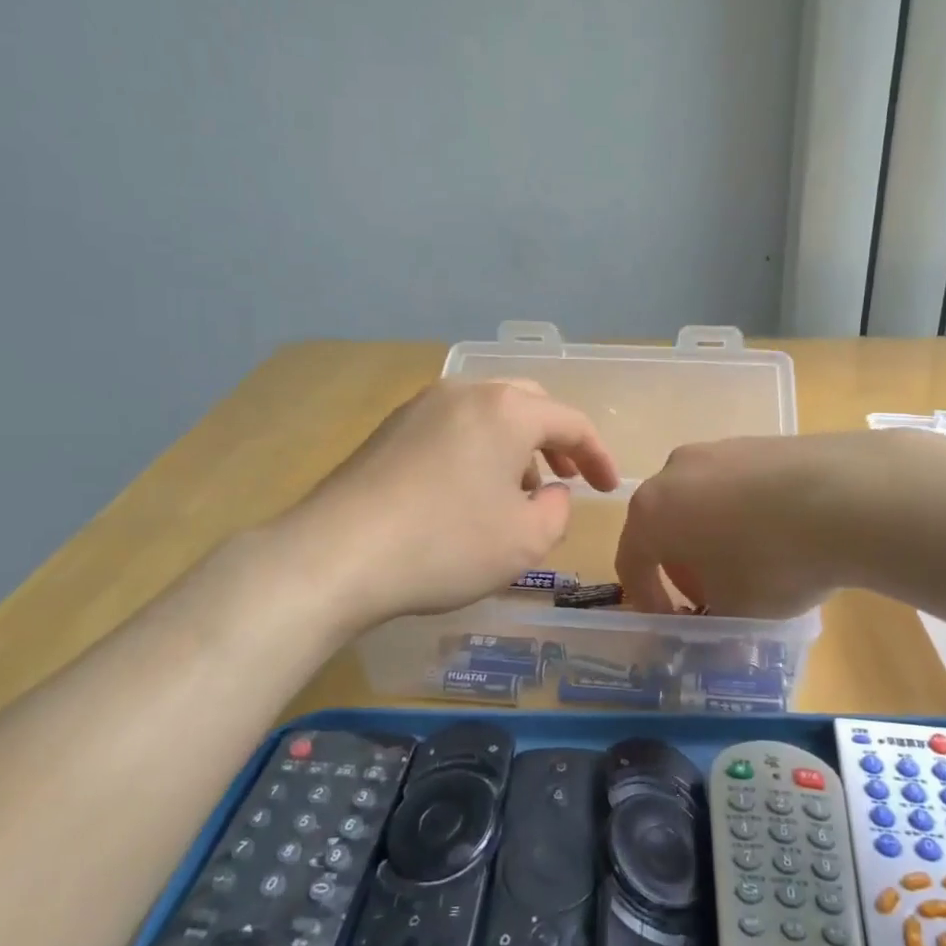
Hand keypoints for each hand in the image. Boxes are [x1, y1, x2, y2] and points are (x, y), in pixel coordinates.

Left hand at [285, 378, 618, 630]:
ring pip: (488, 413)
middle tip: (565, 479)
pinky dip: (477, 449)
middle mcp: (466, 392)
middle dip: (555, 441)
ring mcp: (422, 406)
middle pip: (528, 404)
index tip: (608, 488)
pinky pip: (452, 426)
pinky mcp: (390, 428)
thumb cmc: (445, 544)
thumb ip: (558, 511)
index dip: (597, 455)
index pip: (571, 422)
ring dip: (515, 445)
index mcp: (507, 410)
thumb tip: (553, 493)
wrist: (337, 553)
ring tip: (518, 490)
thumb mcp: (525, 541)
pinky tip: (468, 490)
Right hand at [616, 435, 858, 617]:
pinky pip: (734, 484)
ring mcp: (717, 450)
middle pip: (662, 523)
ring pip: (699, 500)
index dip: (646, 597)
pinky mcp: (756, 442)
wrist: (847, 497)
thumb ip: (713, 619)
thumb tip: (717, 623)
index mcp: (652, 512)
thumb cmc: (772, 561)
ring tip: (747, 562)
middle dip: (679, 563)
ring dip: (710, 534)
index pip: (631, 560)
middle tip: (708, 593)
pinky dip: (741, 511)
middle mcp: (674, 472)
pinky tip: (777, 532)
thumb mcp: (737, 610)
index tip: (671, 622)